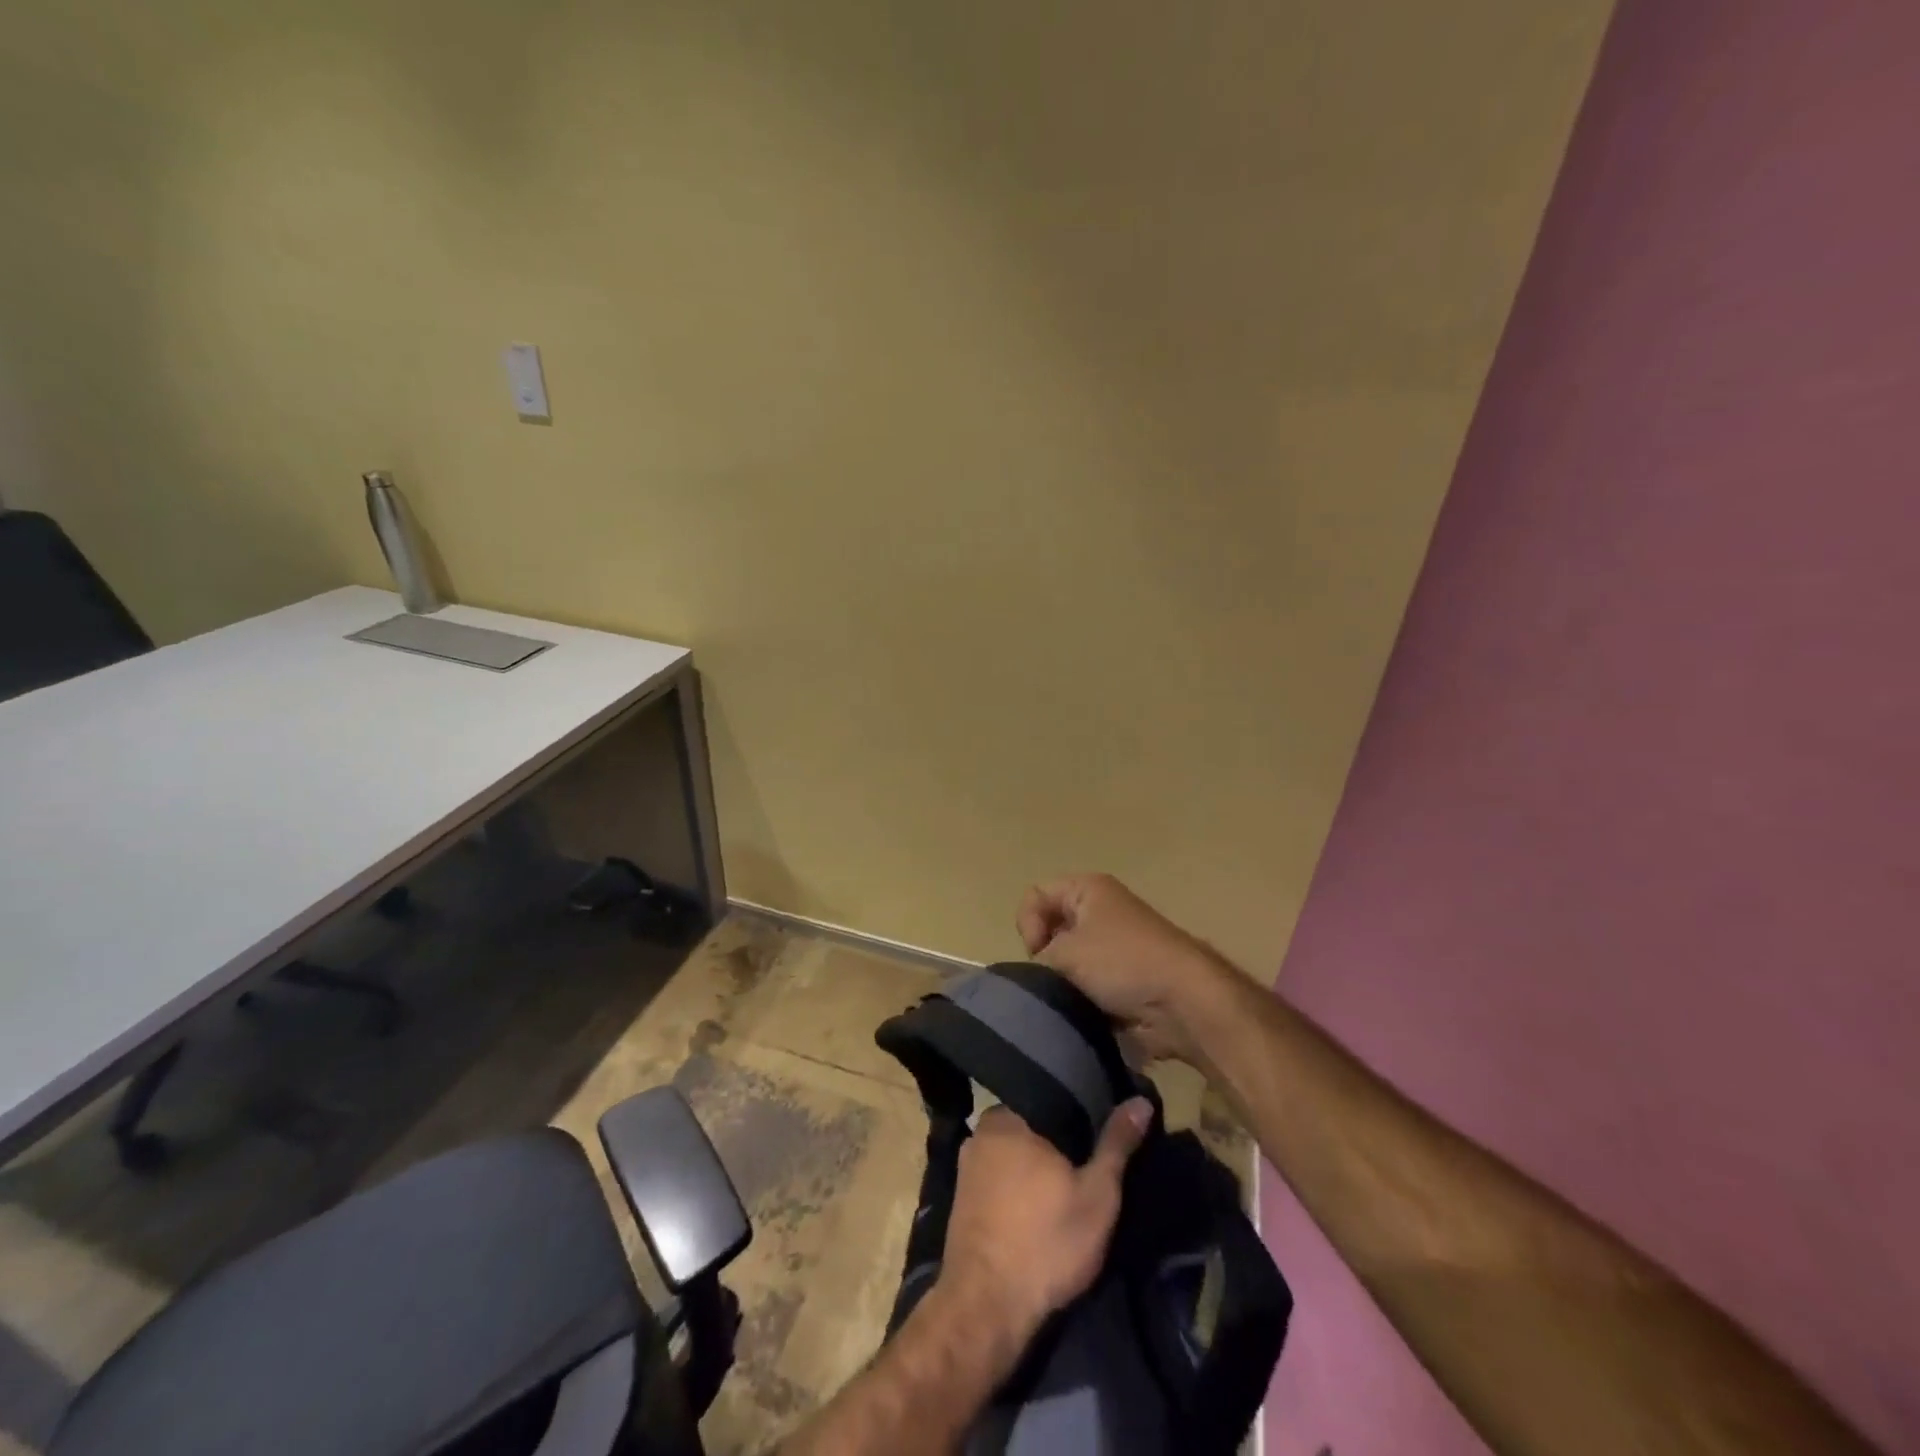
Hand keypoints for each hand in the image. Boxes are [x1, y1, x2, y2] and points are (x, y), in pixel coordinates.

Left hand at [938, 1100, 1153, 1348]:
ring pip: (1014, 1152)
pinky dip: (1018, 1185)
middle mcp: (982, 1129)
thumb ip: (1117, 1143)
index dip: (1082, 1114)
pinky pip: (998, 1176)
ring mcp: (967, 1163)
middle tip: (1090, 1162)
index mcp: (1009, 1115)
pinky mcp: (961, 1196)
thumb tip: (1140, 1100)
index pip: (1053, 1098)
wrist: (986, 1309)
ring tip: (1067, 1184)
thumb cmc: (1046, 1242)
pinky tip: (1037, 1207)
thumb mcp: (1097, 1194)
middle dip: (1059, 1140)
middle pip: (1033, 1124)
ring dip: (1037, 1165)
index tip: (1103, 1132)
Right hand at [1015, 873, 1239, 1063]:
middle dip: (1045, 959)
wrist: (1184, 1003)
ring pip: (1067, 964)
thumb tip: (1036, 978)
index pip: (1035, 896)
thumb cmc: (1122, 963)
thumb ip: (1036, 960)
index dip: (1029, 925)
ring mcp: (1114, 947)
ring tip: (1068, 1004)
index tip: (1040, 953)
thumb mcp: (1065, 953)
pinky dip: (1081, 1003)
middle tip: (1052, 982)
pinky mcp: (1123, 980)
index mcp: (1088, 889)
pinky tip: (1083, 1017)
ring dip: (1063, 986)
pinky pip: (1086, 988)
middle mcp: (1101, 910)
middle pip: (1050, 930)